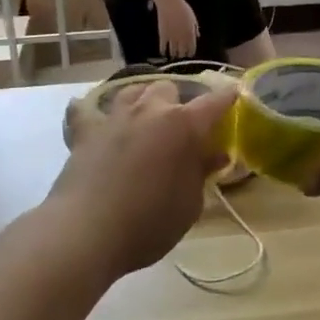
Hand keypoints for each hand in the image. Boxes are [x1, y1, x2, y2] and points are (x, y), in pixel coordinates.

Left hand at [43, 79, 237, 277]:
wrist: (86, 232)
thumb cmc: (148, 223)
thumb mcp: (189, 205)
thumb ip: (201, 173)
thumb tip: (215, 154)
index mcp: (183, 126)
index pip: (214, 102)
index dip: (227, 97)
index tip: (235, 94)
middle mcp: (150, 111)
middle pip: (169, 88)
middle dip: (178, 101)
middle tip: (183, 125)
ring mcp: (115, 117)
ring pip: (132, 90)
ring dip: (142, 99)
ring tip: (145, 115)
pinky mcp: (85, 131)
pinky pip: (85, 110)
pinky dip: (91, 111)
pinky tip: (93, 117)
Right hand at [155, 0, 199, 58]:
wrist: (170, 5)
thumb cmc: (183, 9)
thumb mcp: (193, 18)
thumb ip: (195, 28)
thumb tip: (198, 36)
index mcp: (190, 34)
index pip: (192, 48)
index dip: (191, 53)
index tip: (190, 55)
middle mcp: (182, 38)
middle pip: (183, 52)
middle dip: (183, 56)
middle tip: (181, 57)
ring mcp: (172, 38)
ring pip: (173, 51)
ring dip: (174, 55)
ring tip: (173, 57)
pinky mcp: (163, 36)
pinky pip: (163, 47)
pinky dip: (163, 51)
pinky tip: (163, 53)